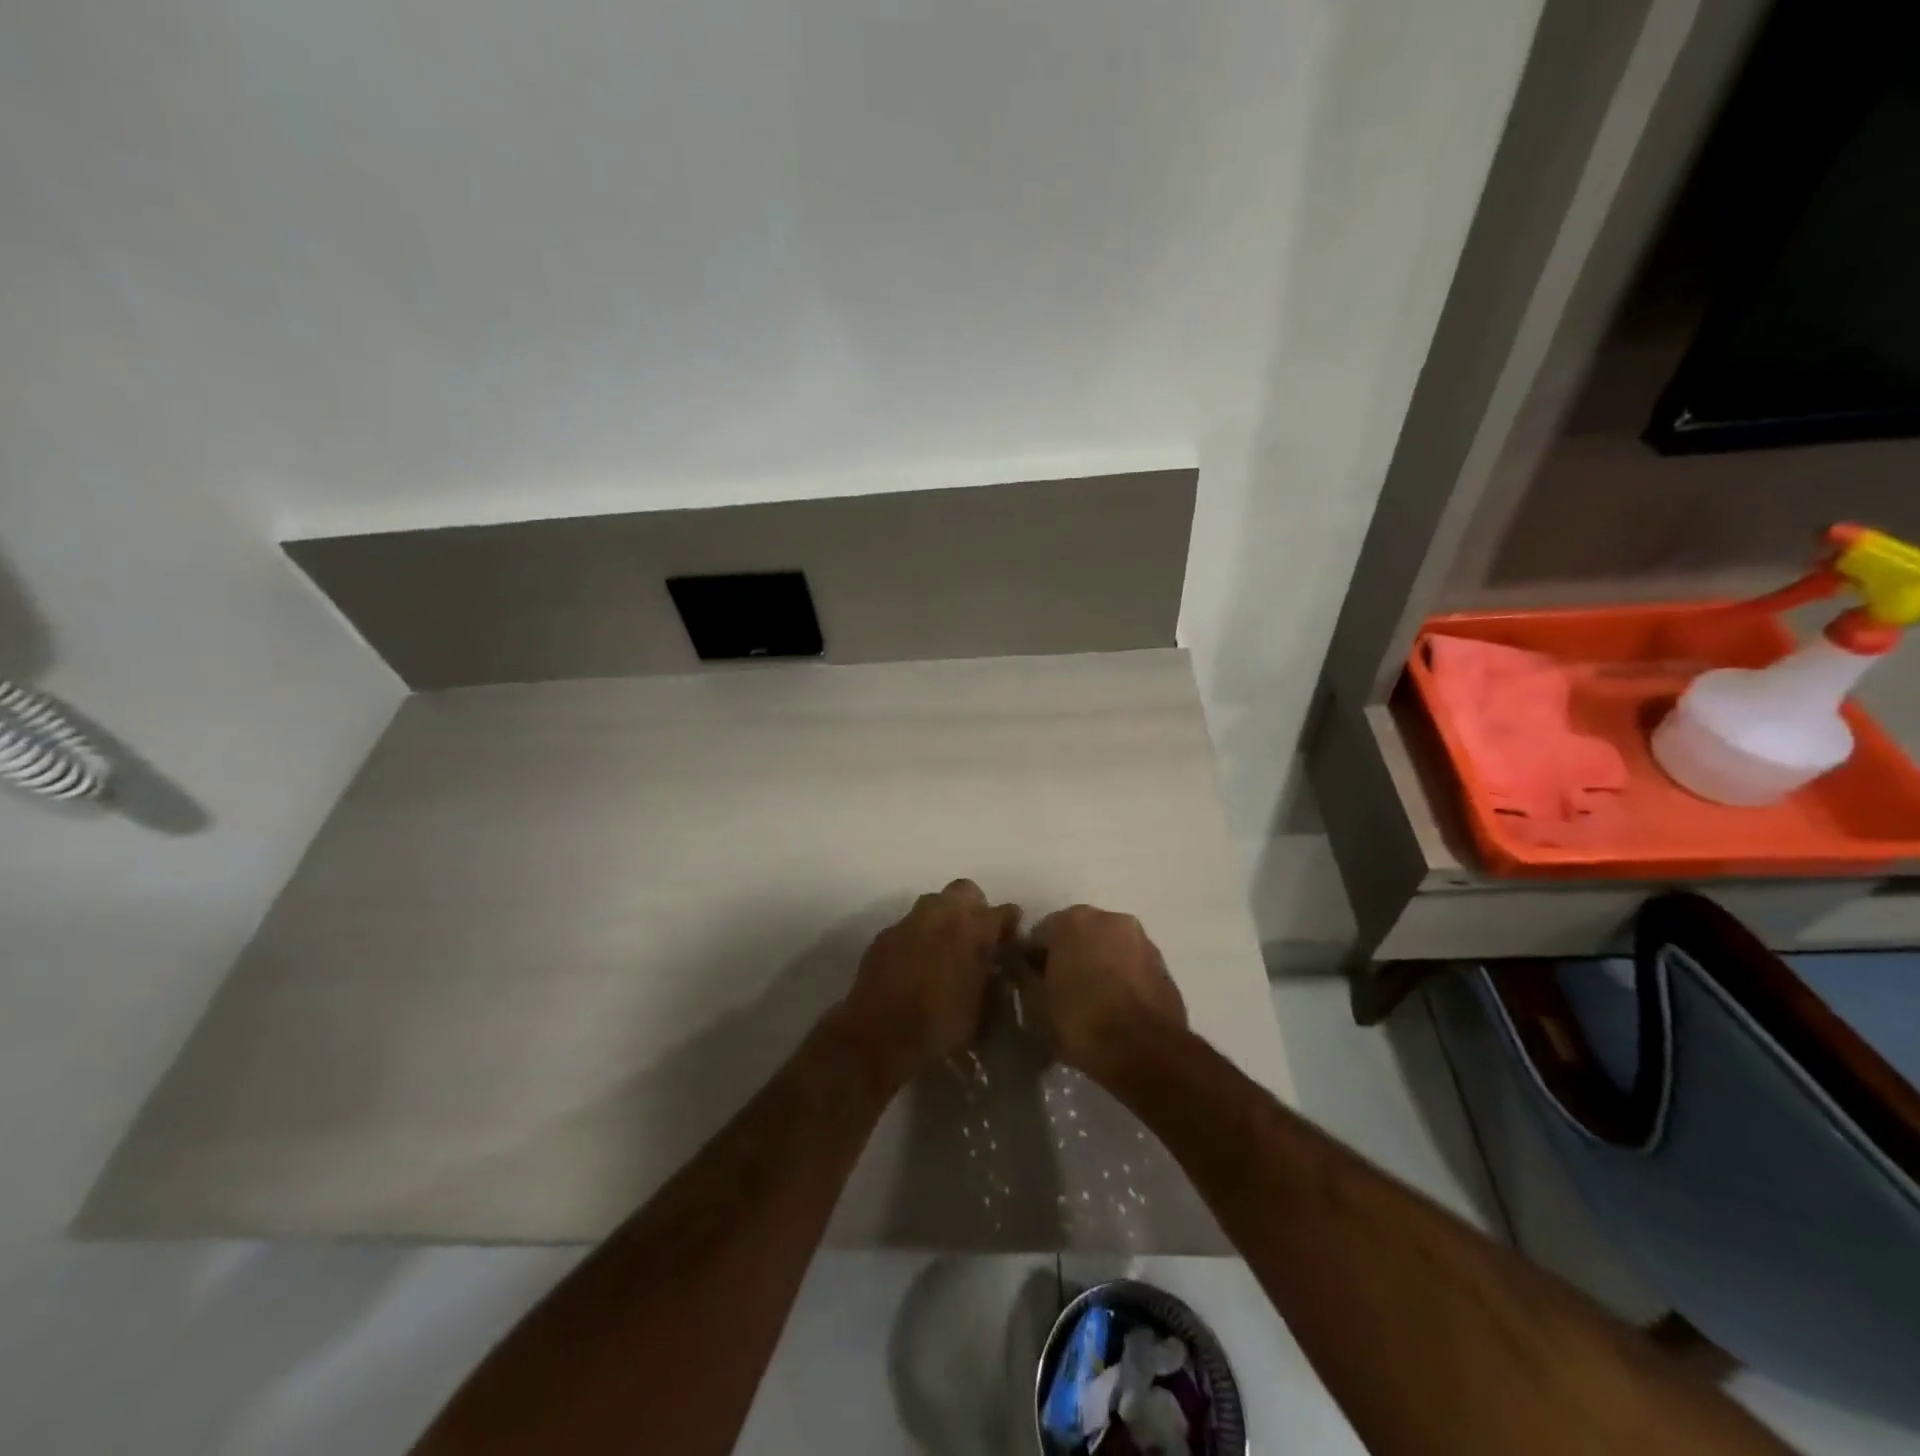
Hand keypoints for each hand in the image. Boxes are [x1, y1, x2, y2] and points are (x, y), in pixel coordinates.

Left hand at [843, 880, 1021, 1078]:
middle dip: (974, 908)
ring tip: (944, 947)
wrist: (878, 1036)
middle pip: (966, 891)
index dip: (1010, 925)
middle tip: (975, 936)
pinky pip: (909, 925)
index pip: (1004, 911)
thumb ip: (994, 982)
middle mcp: (942, 914)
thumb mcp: (982, 1012)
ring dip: (943, 918)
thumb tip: (998, 970)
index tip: (1011, 940)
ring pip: (934, 903)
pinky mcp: (885, 934)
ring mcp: (910, 921)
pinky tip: (915, 962)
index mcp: (974, 930)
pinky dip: (917, 936)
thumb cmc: (939, 1027)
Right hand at [1026, 905, 1185, 1074]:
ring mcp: (1140, 939)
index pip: (1039, 935)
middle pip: (1076, 935)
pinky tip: (1114, 1008)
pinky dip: (1120, 979)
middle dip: (1066, 958)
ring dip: (1096, 966)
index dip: (1031, 961)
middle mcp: (1109, 918)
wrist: (1146, 1051)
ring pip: (1106, 948)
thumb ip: (1022, 975)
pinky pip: (1129, 966)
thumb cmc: (1080, 1021)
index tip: (1031, 987)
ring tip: (1090, 1003)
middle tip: (1059, 994)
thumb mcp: (1034, 1003)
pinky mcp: (1162, 964)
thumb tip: (1019, 963)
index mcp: (1073, 920)